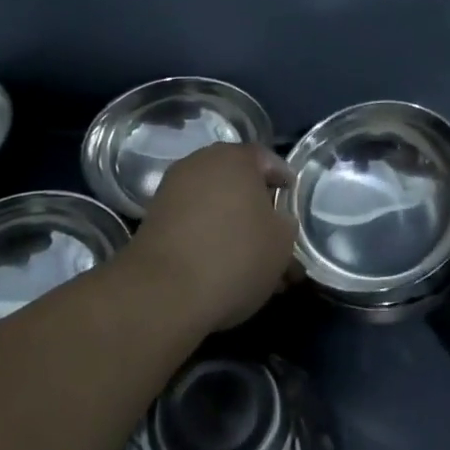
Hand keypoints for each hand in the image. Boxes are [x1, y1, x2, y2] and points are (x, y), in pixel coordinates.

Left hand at [130, 143, 296, 330]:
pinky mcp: (155, 218)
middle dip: (257, 207)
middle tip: (274, 235)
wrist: (163, 291)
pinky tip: (222, 267)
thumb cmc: (235, 256)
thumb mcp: (281, 242)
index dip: (284, 182)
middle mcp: (201, 162)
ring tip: (251, 261)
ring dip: (233, 225)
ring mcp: (174, 189)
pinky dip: (209, 237)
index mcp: (235, 157)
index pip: (268, 160)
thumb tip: (276, 220)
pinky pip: (194, 221)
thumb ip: (285, 223)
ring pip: (216, 204)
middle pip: (238, 181)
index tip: (293, 203)